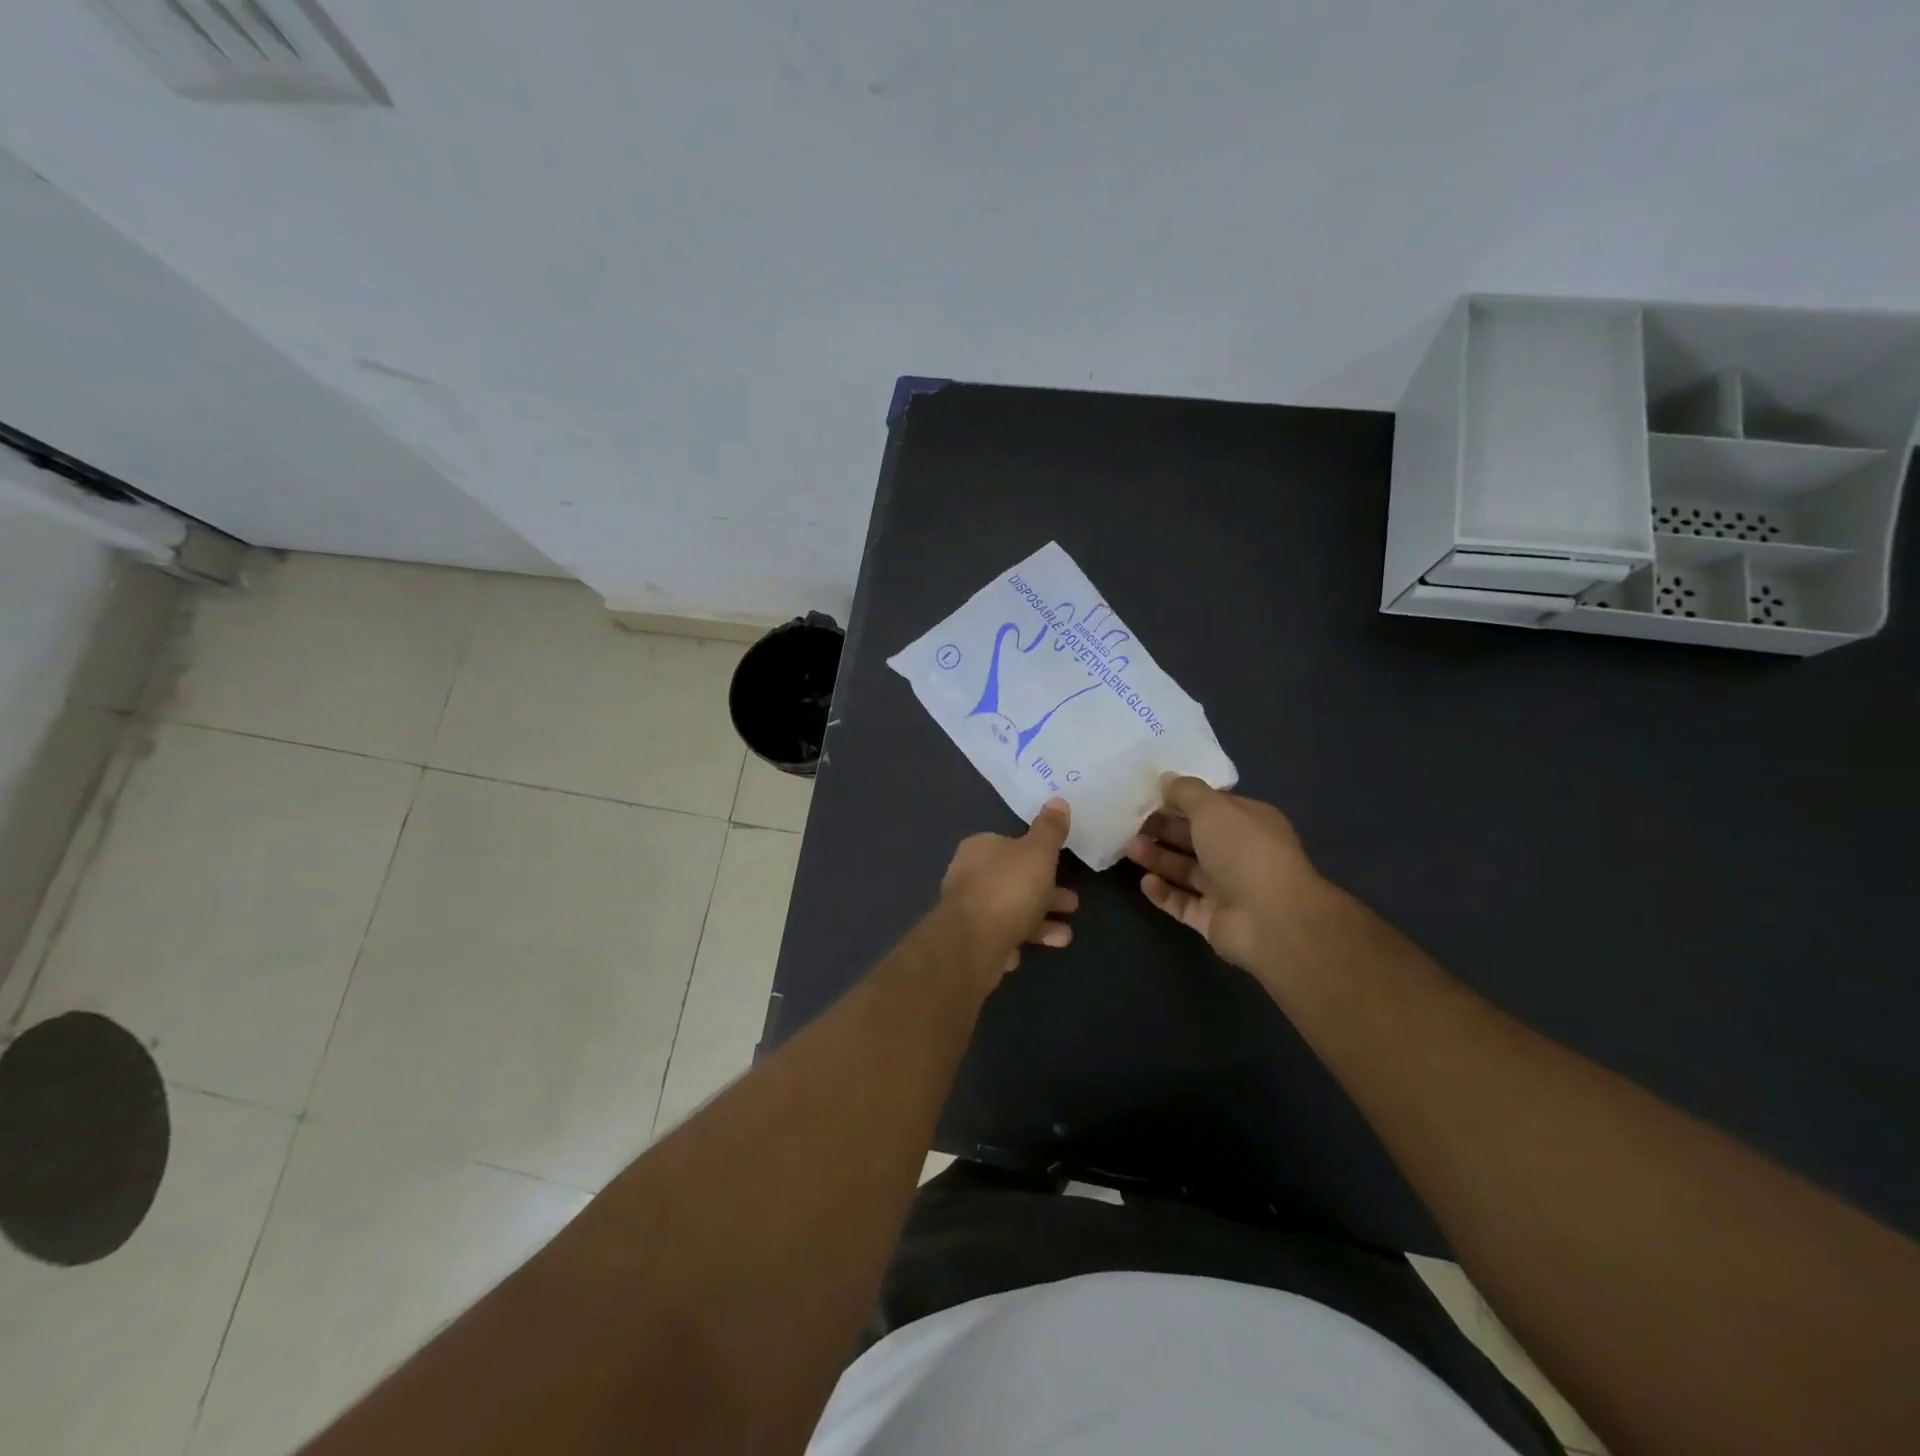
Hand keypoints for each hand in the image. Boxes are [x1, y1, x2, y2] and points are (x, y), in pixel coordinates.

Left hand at [940, 799, 1079, 980]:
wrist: (971, 945)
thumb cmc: (1008, 890)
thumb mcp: (1037, 853)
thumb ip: (1050, 829)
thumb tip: (1058, 800)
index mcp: (980, 848)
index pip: (1011, 845)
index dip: (1038, 855)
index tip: (1061, 866)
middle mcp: (968, 875)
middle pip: (1014, 880)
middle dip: (1046, 893)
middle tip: (1073, 905)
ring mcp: (966, 910)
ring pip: (1009, 912)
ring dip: (1039, 923)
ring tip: (1065, 937)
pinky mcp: (967, 941)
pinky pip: (997, 938)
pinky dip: (1014, 942)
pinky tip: (1025, 952)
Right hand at [1125, 774, 1325, 982]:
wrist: (1271, 919)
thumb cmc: (1244, 851)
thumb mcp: (1213, 808)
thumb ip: (1187, 792)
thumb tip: (1166, 778)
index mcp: (1248, 823)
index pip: (1211, 807)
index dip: (1181, 800)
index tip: (1148, 796)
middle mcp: (1240, 854)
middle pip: (1195, 838)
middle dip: (1164, 829)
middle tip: (1131, 823)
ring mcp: (1227, 889)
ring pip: (1186, 870)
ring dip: (1159, 858)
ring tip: (1130, 849)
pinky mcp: (1213, 919)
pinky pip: (1183, 903)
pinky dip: (1163, 893)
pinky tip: (1145, 882)